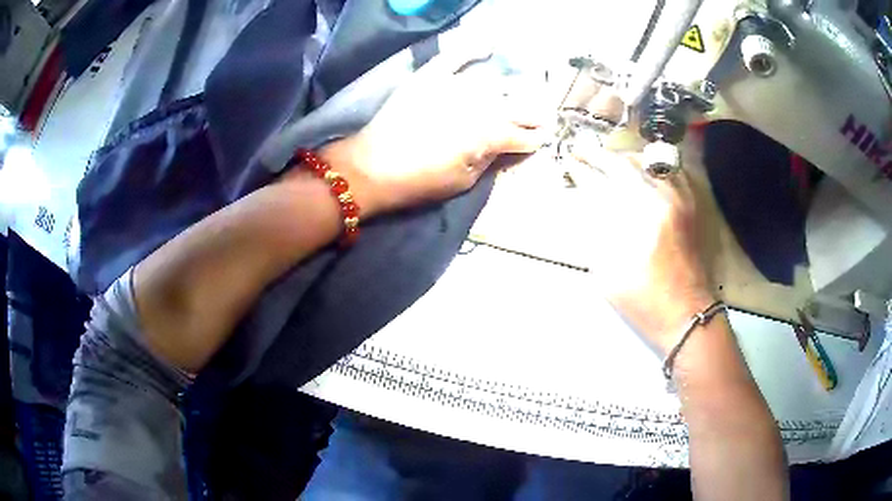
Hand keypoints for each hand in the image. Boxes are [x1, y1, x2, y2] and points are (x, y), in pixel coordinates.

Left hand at [321, 50, 551, 215]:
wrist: (370, 168)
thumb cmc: (419, 182)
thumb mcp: (464, 182)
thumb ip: (492, 160)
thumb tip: (511, 147)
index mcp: (488, 135)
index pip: (524, 134)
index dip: (536, 138)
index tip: (543, 139)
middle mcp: (478, 105)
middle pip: (517, 105)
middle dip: (534, 113)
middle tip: (541, 116)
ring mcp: (453, 86)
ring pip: (494, 82)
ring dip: (514, 87)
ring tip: (523, 89)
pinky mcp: (430, 76)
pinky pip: (455, 56)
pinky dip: (472, 48)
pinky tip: (488, 45)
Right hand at [570, 144, 714, 353]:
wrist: (686, 314)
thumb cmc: (643, 300)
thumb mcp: (607, 271)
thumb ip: (595, 231)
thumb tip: (586, 201)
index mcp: (637, 219)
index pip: (603, 182)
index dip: (582, 170)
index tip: (568, 161)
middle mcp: (660, 199)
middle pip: (625, 165)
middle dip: (599, 156)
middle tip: (581, 151)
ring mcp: (679, 198)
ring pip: (648, 161)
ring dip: (624, 157)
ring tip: (609, 159)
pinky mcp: (690, 204)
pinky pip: (671, 170)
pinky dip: (653, 164)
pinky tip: (643, 169)